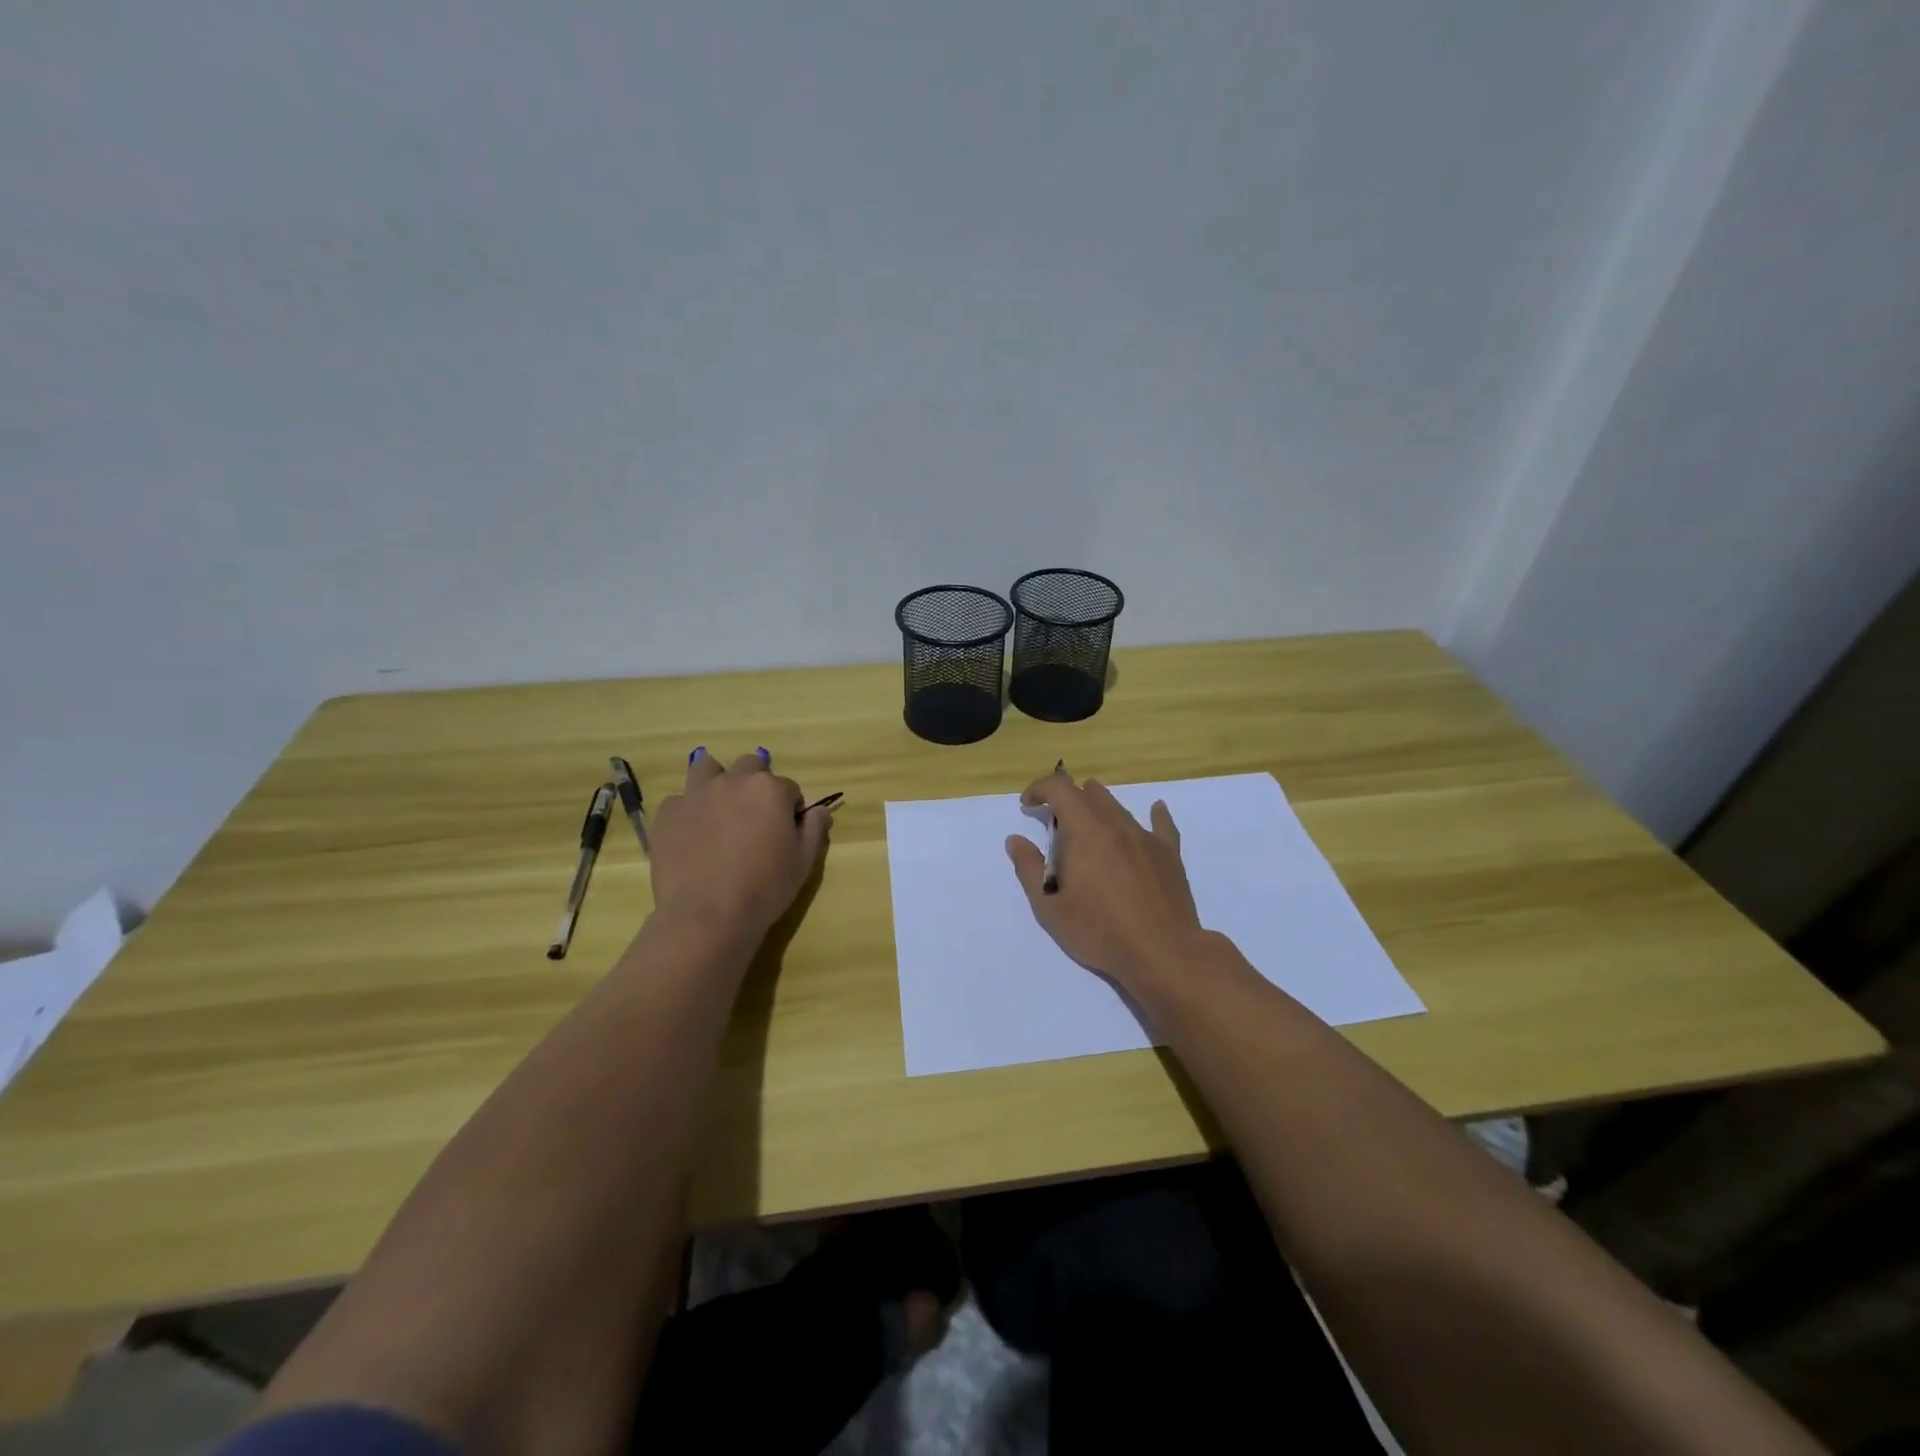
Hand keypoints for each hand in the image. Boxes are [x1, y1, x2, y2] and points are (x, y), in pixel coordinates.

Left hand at [649, 749, 830, 938]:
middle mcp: (733, 781)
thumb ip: (814, 829)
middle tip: (754, 816)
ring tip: (718, 809)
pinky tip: (691, 835)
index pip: (789, 787)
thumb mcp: (803, 861)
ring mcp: (696, 794)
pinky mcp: (667, 813)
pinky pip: (679, 800)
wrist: (706, 914)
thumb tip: (820, 810)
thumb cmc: (765, 887)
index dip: (790, 808)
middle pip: (749, 766)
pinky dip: (688, 811)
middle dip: (755, 784)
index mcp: (770, 789)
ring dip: (717, 781)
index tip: (786, 829)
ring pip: (707, 768)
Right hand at [1005, 765, 1202, 990]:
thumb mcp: (1049, 908)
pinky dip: (1154, 814)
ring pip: (1119, 807)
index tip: (1028, 806)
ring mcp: (1146, 837)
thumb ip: (1029, 869)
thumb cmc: (1099, 931)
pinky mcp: (1169, 854)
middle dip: (1066, 799)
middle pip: (1089, 793)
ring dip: (1098, 806)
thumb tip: (1015, 840)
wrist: (1162, 952)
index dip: (1039, 788)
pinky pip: (1161, 824)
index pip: (1059, 788)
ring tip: (1089, 825)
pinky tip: (1155, 809)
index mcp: (1084, 831)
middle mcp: (1116, 825)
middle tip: (1055, 823)